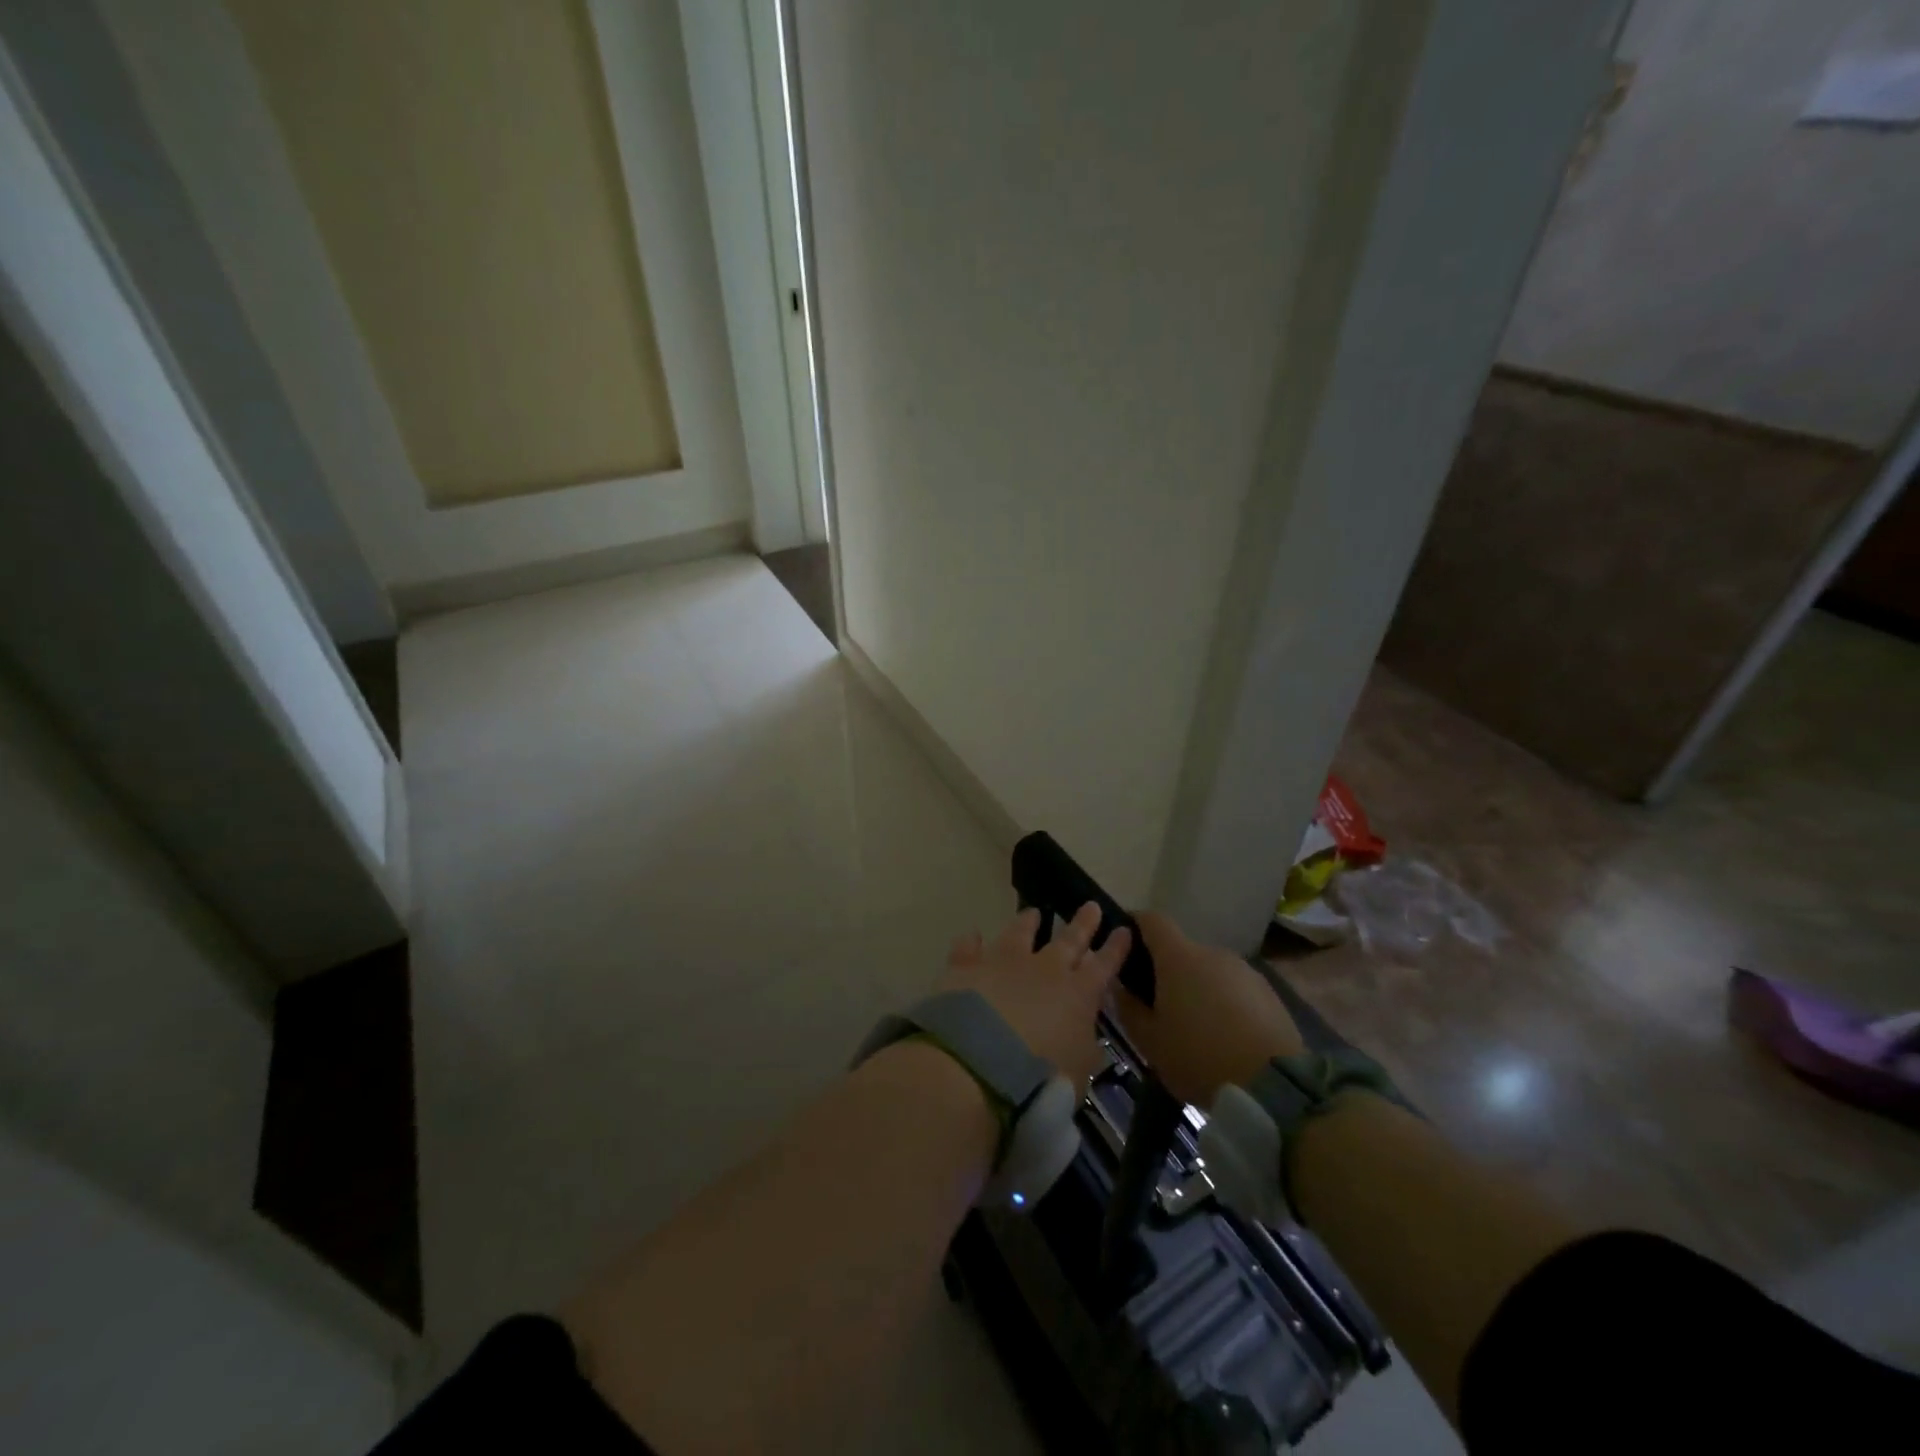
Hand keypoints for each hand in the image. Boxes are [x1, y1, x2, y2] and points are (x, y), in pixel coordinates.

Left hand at [940, 904, 1130, 1084]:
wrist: (977, 1063)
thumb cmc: (1040, 1079)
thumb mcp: (1078, 1073)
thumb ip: (1084, 1051)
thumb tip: (1085, 1041)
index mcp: (1078, 994)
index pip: (1104, 966)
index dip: (1115, 949)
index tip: (1124, 928)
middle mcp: (1044, 969)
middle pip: (1068, 940)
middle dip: (1083, 924)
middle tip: (1092, 906)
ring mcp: (1003, 962)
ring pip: (1019, 933)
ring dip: (1027, 922)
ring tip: (1034, 911)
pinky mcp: (967, 967)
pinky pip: (969, 948)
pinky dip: (971, 942)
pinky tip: (972, 934)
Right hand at [1115, 911, 1304, 1106]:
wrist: (1274, 1086)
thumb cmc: (1199, 1057)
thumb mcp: (1150, 1041)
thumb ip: (1128, 1008)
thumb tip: (1119, 986)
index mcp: (1178, 958)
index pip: (1152, 920)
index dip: (1135, 925)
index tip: (1125, 944)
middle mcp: (1212, 953)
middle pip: (1182, 951)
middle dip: (1167, 972)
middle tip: (1159, 1007)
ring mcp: (1244, 971)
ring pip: (1209, 972)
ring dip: (1198, 989)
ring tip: (1196, 1030)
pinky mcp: (1269, 993)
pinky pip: (1235, 990)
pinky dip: (1225, 1004)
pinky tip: (1226, 1039)